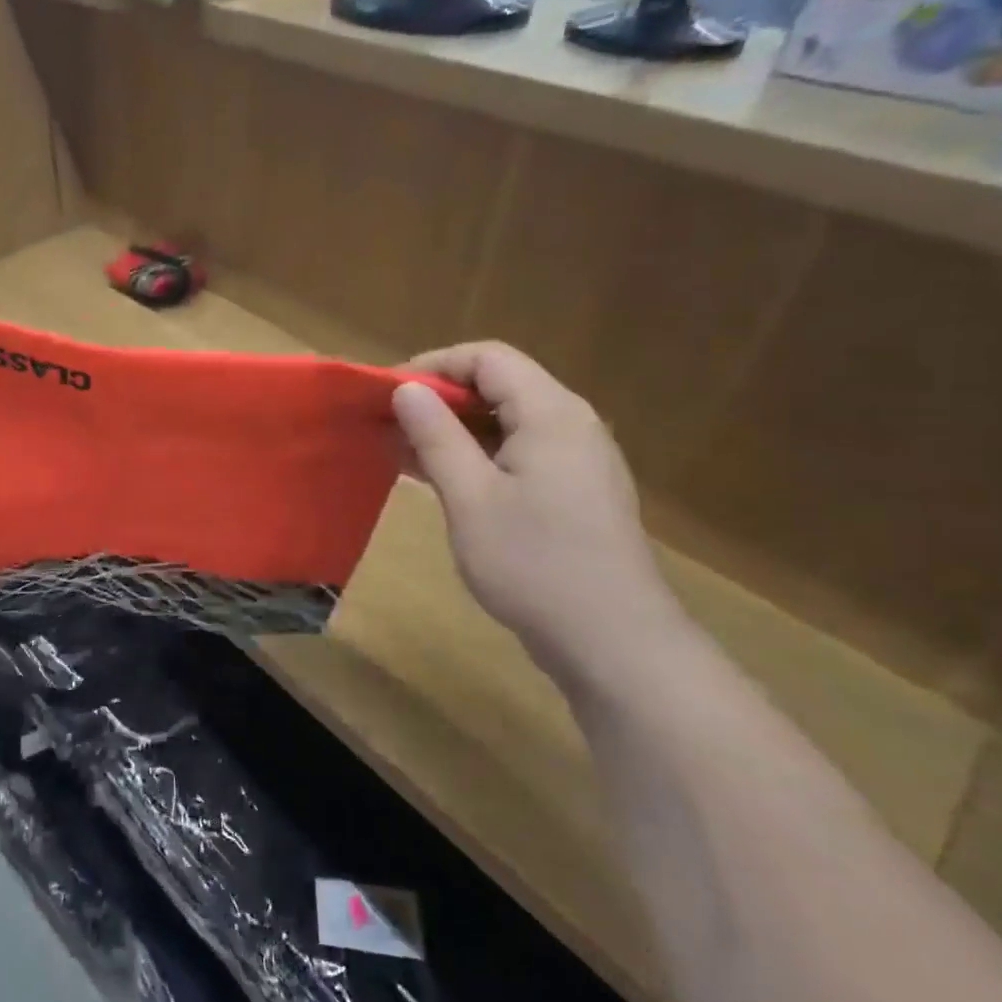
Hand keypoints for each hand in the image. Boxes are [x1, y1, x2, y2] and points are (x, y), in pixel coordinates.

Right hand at [392, 342, 681, 684]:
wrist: (614, 643)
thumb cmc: (535, 564)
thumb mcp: (470, 498)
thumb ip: (437, 436)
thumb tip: (406, 389)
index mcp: (551, 414)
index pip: (488, 358)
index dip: (434, 364)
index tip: (388, 392)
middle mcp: (572, 425)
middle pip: (500, 386)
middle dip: (440, 399)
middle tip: (390, 425)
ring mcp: (579, 461)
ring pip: (508, 423)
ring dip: (455, 431)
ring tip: (404, 454)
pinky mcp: (577, 494)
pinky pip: (521, 455)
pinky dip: (478, 457)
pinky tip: (444, 483)